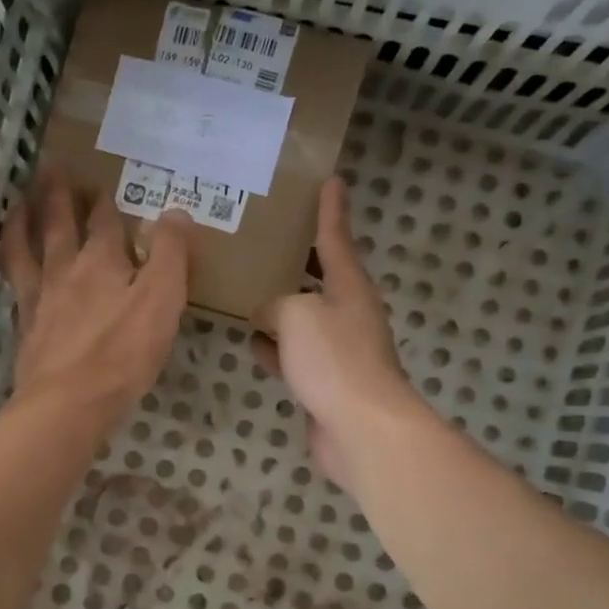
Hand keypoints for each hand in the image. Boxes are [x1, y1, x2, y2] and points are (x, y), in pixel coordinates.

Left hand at [0, 170, 191, 426]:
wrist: (68, 402)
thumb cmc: (123, 352)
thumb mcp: (163, 300)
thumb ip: (172, 254)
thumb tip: (176, 211)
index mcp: (103, 261)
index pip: (105, 221)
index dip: (106, 201)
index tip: (104, 184)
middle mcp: (66, 270)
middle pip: (60, 224)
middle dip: (59, 195)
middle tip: (51, 169)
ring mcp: (40, 297)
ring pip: (28, 247)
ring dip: (24, 220)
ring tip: (19, 203)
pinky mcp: (26, 326)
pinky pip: (14, 282)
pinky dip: (11, 262)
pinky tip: (11, 263)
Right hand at [255, 178, 418, 485]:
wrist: (361, 428)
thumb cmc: (334, 359)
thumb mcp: (297, 314)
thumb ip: (276, 304)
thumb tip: (266, 317)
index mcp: (350, 288)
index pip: (336, 238)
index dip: (330, 210)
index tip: (331, 180)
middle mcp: (348, 314)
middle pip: (322, 278)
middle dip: (300, 259)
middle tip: (270, 239)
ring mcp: (338, 350)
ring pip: (304, 318)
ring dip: (281, 306)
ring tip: (248, 289)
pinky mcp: (325, 382)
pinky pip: (294, 353)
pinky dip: (274, 346)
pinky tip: (251, 342)